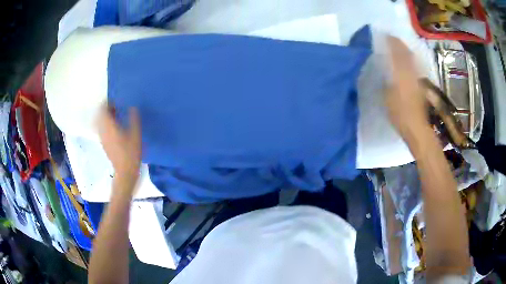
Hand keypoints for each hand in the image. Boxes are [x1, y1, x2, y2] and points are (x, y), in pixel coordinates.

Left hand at [98, 105, 141, 186]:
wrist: (125, 172)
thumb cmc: (131, 153)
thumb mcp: (136, 134)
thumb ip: (133, 118)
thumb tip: (133, 107)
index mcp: (109, 126)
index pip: (102, 109)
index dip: (107, 102)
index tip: (115, 100)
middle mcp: (102, 130)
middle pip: (99, 115)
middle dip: (106, 109)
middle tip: (116, 106)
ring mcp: (102, 138)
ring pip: (100, 122)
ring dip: (105, 117)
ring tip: (116, 115)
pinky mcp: (104, 143)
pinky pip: (102, 129)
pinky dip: (106, 124)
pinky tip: (115, 127)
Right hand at [385, 36, 429, 140]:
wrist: (417, 127)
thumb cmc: (400, 114)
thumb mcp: (387, 97)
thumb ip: (386, 81)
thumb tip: (385, 72)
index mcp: (402, 73)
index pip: (397, 52)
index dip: (392, 42)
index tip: (386, 35)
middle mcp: (412, 72)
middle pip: (407, 54)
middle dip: (400, 45)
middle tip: (393, 40)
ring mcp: (418, 78)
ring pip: (413, 60)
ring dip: (406, 52)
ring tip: (400, 48)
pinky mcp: (421, 86)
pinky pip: (415, 68)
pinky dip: (411, 62)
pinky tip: (407, 63)